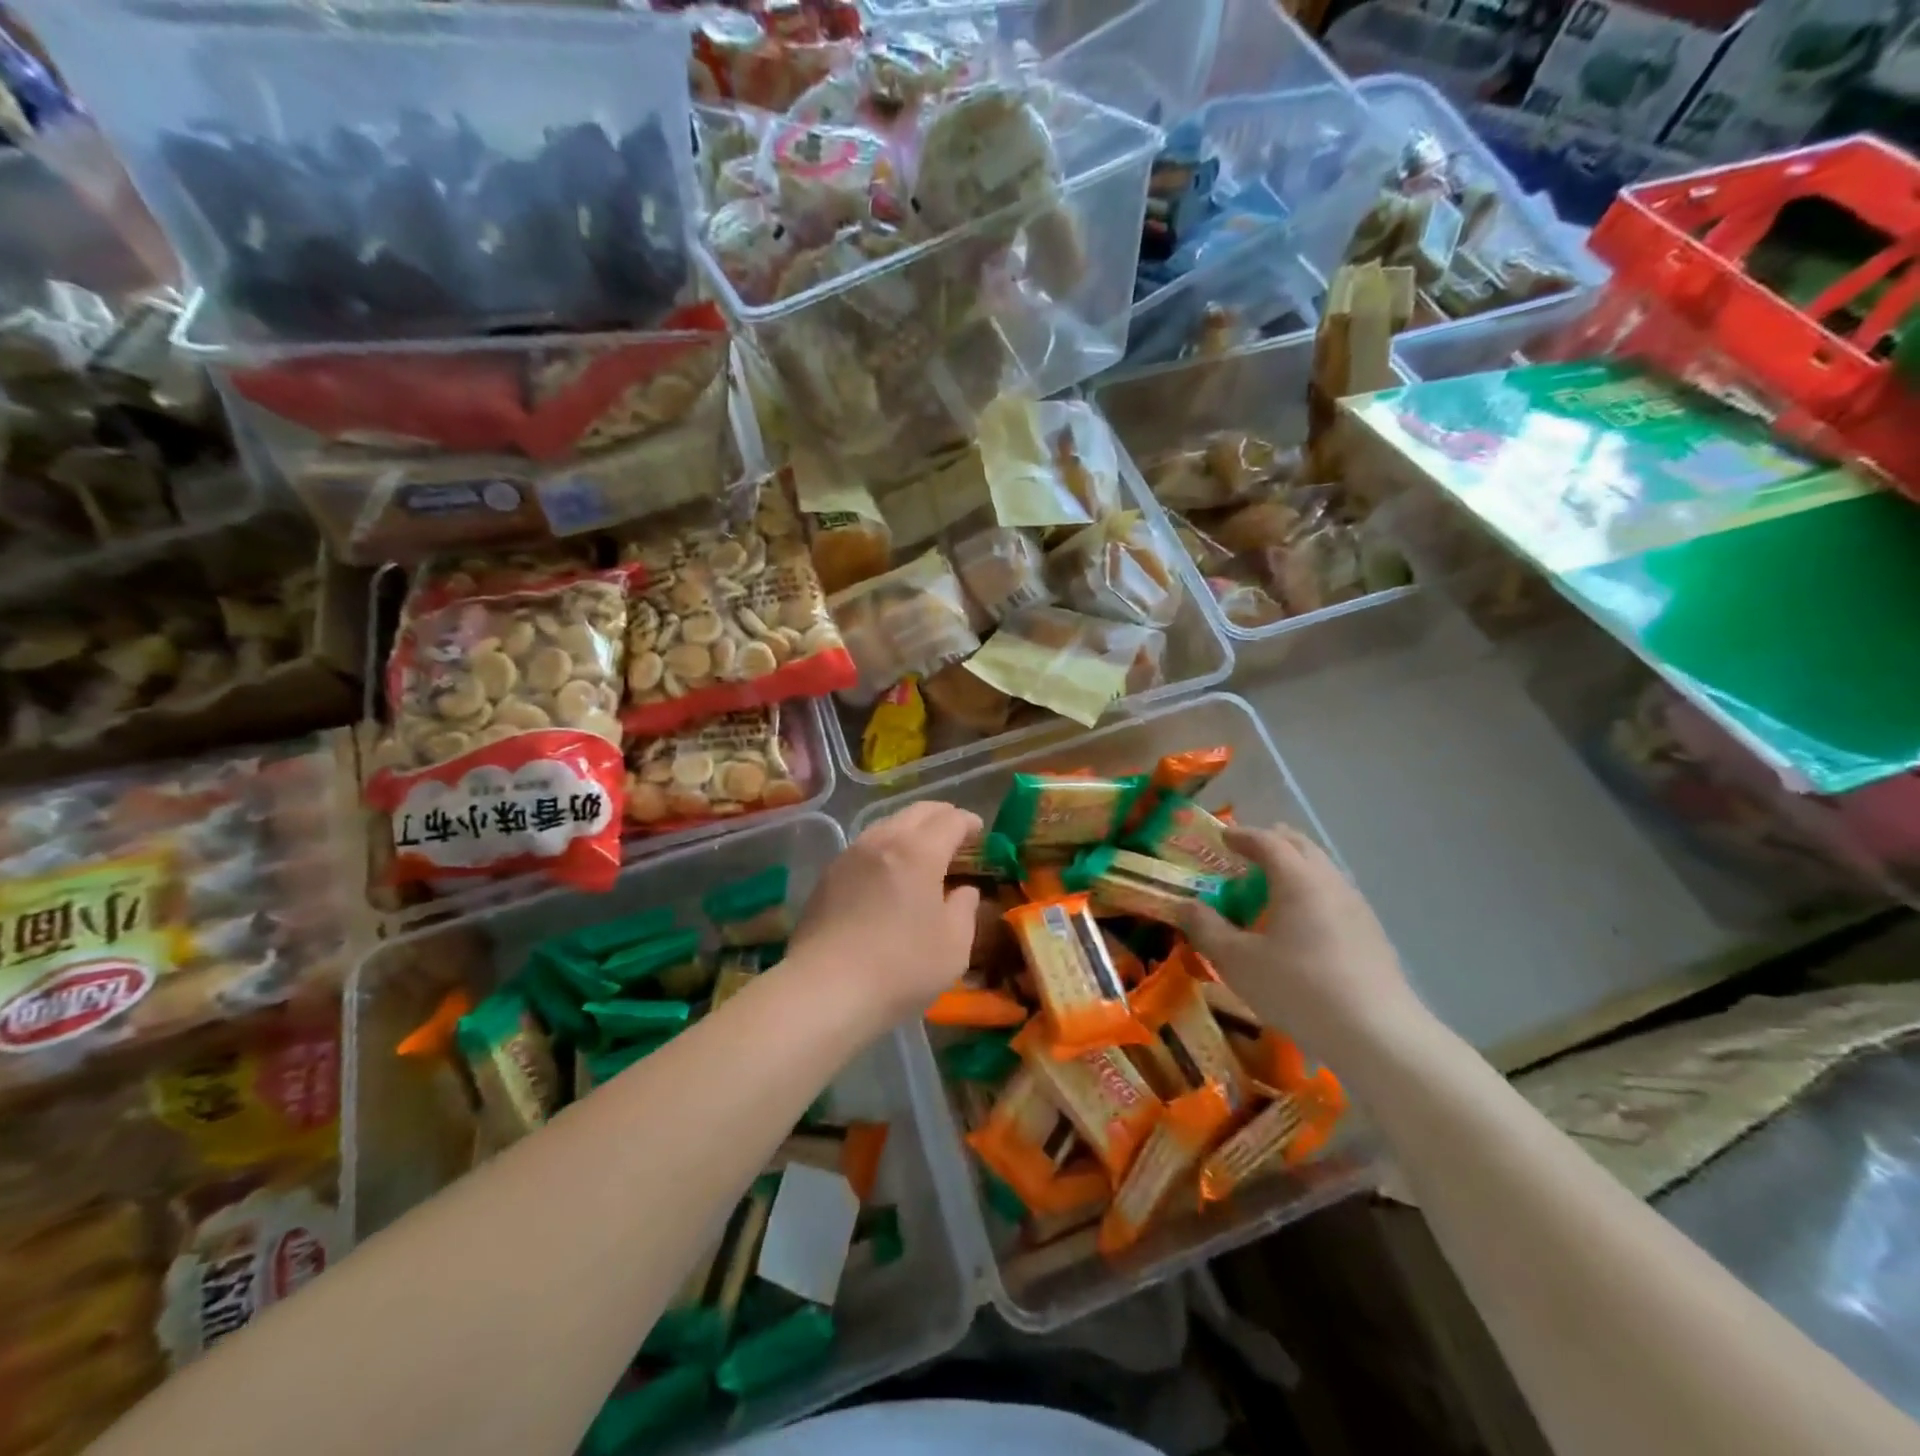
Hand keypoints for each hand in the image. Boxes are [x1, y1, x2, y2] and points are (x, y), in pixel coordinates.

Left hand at [786, 802, 983, 1026]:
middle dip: (941, 816)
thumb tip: (964, 890)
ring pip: (887, 824)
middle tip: (956, 832)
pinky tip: (889, 871)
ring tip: (923, 850)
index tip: (980, 832)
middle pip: (917, 812)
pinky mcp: (828, 875)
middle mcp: (883, 840)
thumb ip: (964, 909)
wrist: (825, 988)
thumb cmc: (901, 967)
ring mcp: (850, 855)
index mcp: (919, 851)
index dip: (969, 822)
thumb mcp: (954, 945)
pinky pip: (866, 846)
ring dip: (911, 829)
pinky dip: (886, 847)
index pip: (950, 820)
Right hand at [1179, 824, 1420, 1058]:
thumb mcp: (1237, 961)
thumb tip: (1184, 906)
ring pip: (1323, 870)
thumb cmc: (1298, 988)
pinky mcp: (1373, 935)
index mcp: (1297, 879)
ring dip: (1295, 868)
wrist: (1377, 1036)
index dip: (1241, 835)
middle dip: (1272, 843)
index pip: (1267, 840)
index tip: (1222, 837)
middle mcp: (1330, 882)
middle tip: (1247, 854)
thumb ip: (1206, 928)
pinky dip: (1312, 894)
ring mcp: (1357, 908)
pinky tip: (1302, 925)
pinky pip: (1335, 896)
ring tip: (1272, 889)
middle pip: (1301, 846)